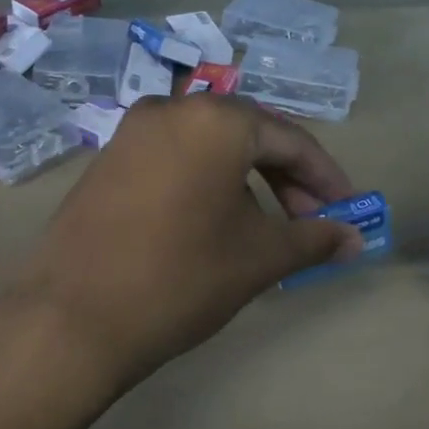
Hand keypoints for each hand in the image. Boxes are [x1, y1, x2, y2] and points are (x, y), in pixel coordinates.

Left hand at [9, 96, 362, 387]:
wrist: (72, 319)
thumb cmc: (181, 279)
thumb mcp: (259, 258)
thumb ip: (313, 239)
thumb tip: (356, 239)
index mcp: (216, 120)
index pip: (291, 140)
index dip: (326, 178)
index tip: (348, 212)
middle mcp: (172, 110)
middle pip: (249, 137)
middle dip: (287, 180)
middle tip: (309, 223)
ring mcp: (132, 133)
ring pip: (209, 148)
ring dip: (247, 182)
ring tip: (266, 229)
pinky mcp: (107, 161)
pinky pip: (174, 160)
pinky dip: (207, 184)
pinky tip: (215, 223)